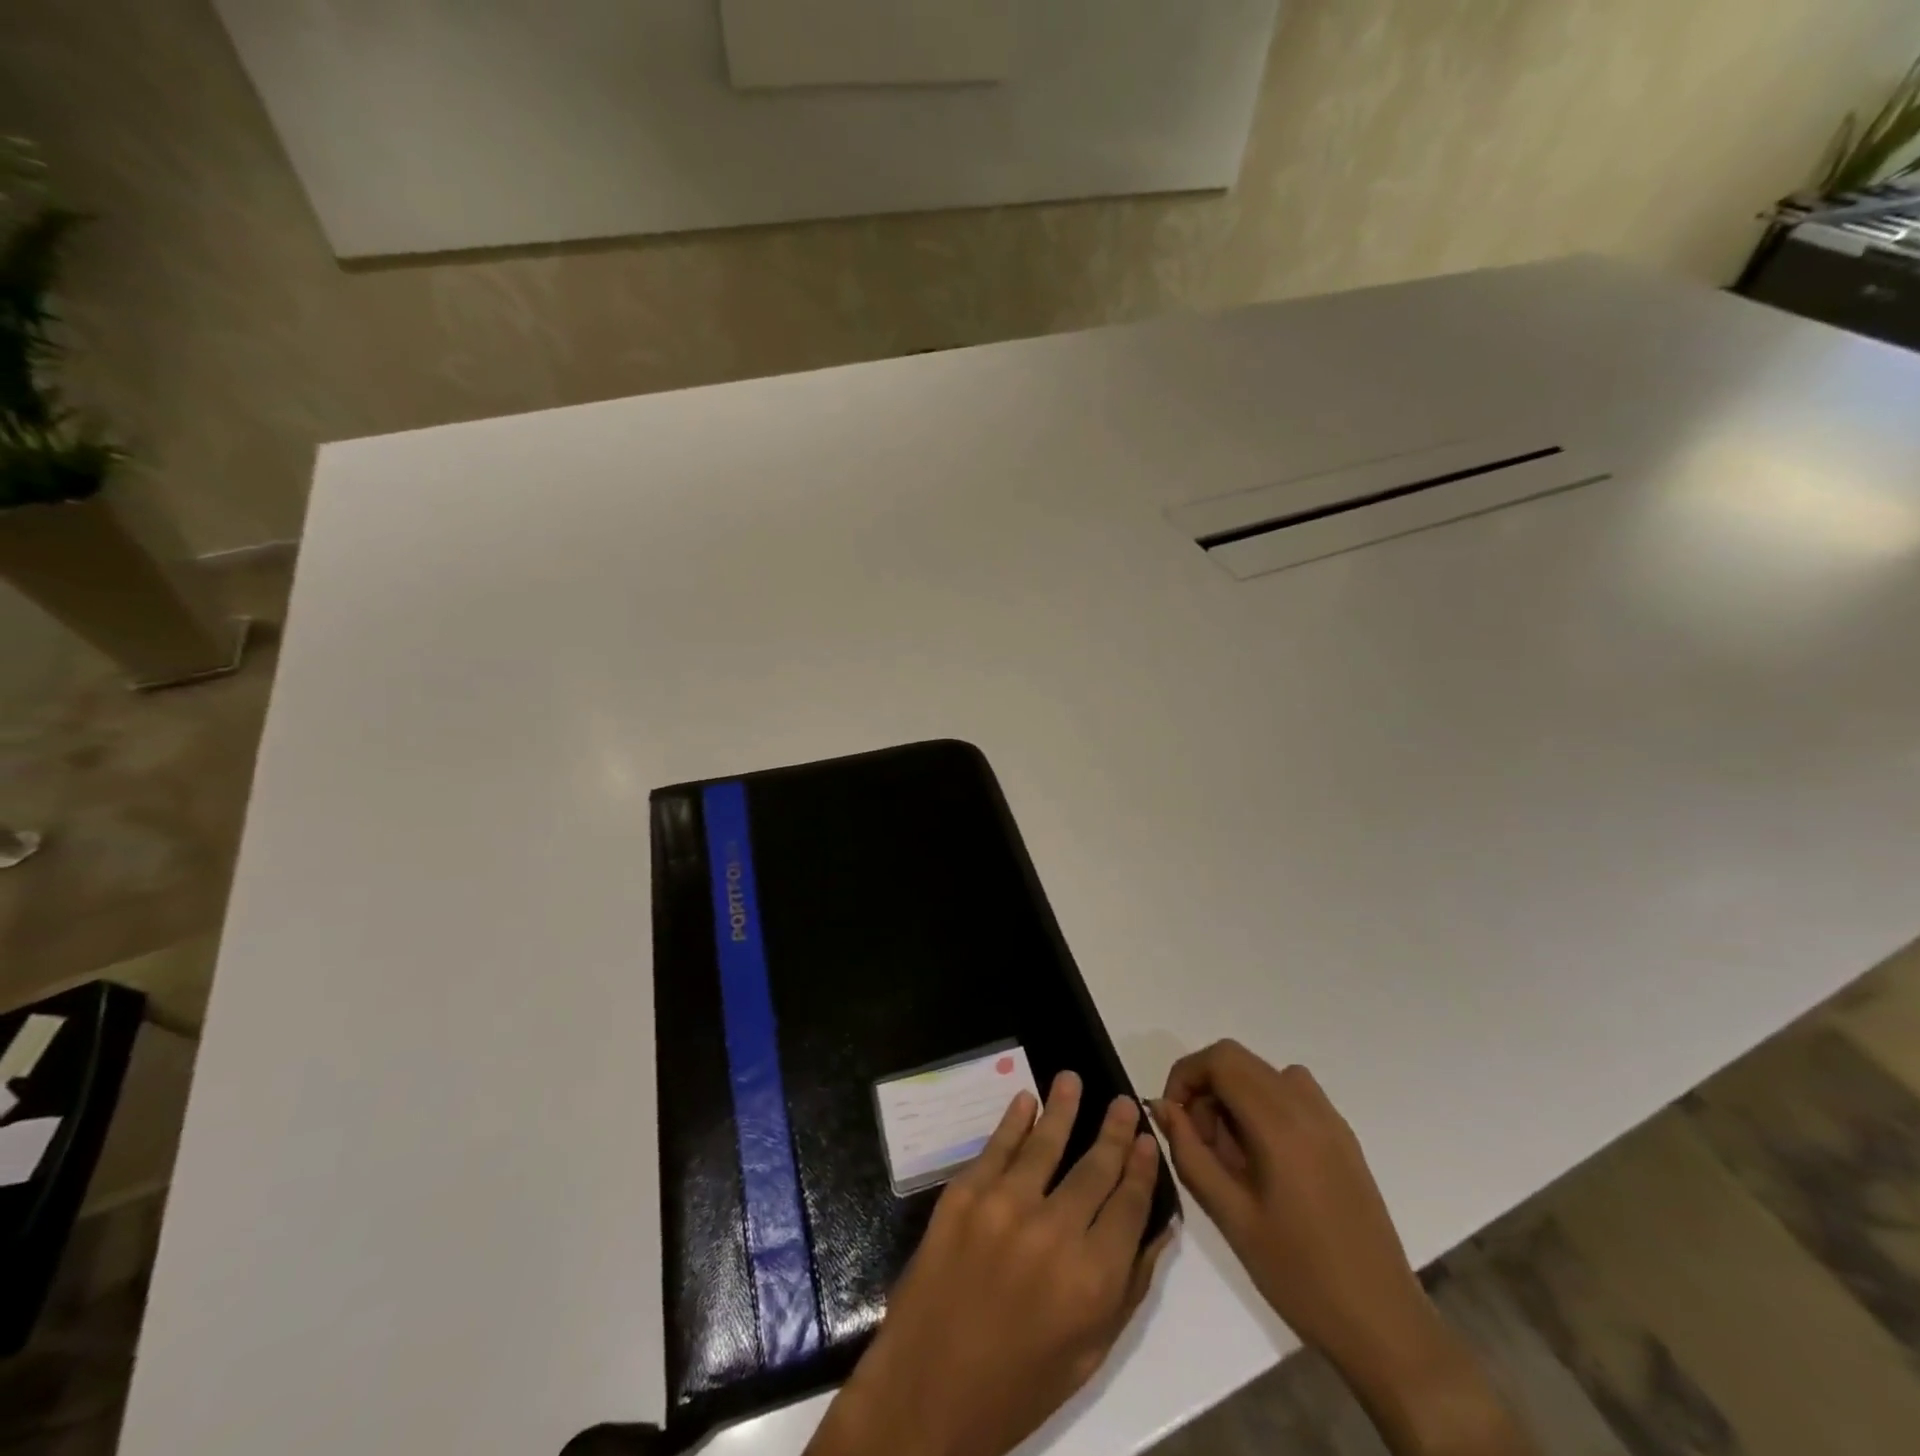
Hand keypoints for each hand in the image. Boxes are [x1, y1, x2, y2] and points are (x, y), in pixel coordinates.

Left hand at [807, 1071, 1172, 1455]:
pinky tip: (1026, 1100)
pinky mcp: (964, 1195)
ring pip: (1045, 1144)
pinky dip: (1013, 1121)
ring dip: (1063, 1108)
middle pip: (1094, 1168)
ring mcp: (1004, 1207)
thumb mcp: (1089, 1352)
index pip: (1129, 1205)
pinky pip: (996, 1148)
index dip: (1142, 1169)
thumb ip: (1127, 1286)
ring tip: (1072, 1078)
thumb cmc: (1018, 1384)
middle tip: (1123, 1102)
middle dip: (1113, 1132)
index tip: (1148, 1140)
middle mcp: (1054, 1232)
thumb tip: (1158, 1228)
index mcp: (1092, 1278)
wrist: (928, 1391)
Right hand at [1151, 1042, 1433, 1387]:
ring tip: (1230, 1153)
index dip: (1185, 1076)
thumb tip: (1163, 1107)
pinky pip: (1292, 1094)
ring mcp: (1331, 1120)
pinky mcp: (1344, 1138)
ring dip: (1234, 1095)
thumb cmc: (1299, 1274)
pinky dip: (1264, 1105)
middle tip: (1199, 1141)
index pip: (1220, 1060)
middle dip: (1206, 1087)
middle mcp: (1307, 1107)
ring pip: (1264, 1074)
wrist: (1383, 1324)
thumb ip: (1190, 1152)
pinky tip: (1265, 1158)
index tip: (1173, 1116)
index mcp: (1280, 1123)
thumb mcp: (1230, 1216)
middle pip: (1240, 1060)